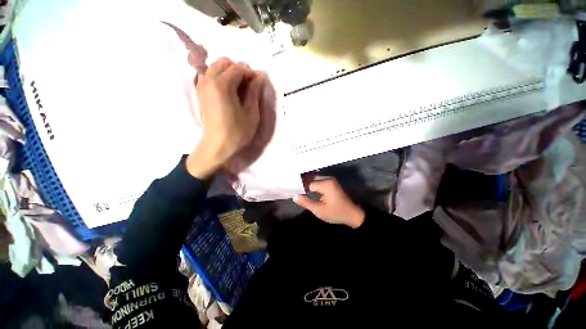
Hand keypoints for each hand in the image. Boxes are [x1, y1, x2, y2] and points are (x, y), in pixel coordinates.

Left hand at [186, 58, 264, 178]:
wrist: (217, 145)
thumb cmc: (237, 132)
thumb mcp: (251, 114)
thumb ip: (254, 93)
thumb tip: (259, 78)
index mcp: (222, 85)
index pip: (238, 68)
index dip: (251, 73)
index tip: (258, 82)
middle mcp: (209, 80)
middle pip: (223, 62)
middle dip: (238, 69)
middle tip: (248, 84)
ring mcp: (202, 86)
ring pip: (215, 67)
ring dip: (228, 72)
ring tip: (239, 87)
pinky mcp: (200, 93)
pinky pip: (209, 76)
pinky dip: (219, 77)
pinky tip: (228, 91)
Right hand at [293, 177, 364, 228]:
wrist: (352, 214)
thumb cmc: (336, 213)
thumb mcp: (319, 210)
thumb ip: (306, 202)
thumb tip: (294, 196)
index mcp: (325, 184)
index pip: (307, 183)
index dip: (299, 188)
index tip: (291, 191)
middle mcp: (328, 178)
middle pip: (310, 178)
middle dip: (302, 183)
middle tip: (292, 189)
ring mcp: (330, 179)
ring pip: (314, 179)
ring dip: (307, 183)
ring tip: (297, 188)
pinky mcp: (331, 182)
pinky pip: (319, 181)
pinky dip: (312, 184)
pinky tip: (306, 189)